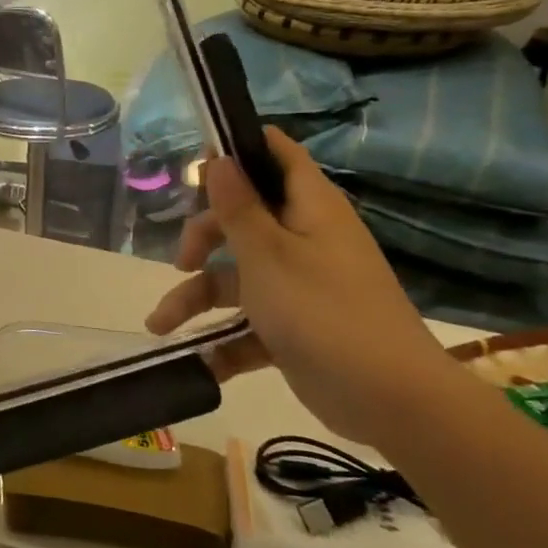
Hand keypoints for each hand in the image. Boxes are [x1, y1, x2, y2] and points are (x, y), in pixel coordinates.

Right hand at [144, 127, 455, 448]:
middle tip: (182, 261)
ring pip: (236, 277)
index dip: (240, 149)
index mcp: (310, 209)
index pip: (278, 157)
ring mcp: (299, 285)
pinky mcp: (294, 327)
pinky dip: (223, 339)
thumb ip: (237, 207)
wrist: (388, 399)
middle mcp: (305, 240)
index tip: (198, 160)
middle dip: (203, 239)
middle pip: (242, 220)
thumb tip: (218, 158)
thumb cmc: (322, 310)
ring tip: (159, 326)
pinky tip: (198, 361)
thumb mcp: (268, 254)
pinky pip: (248, 322)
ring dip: (196, 299)